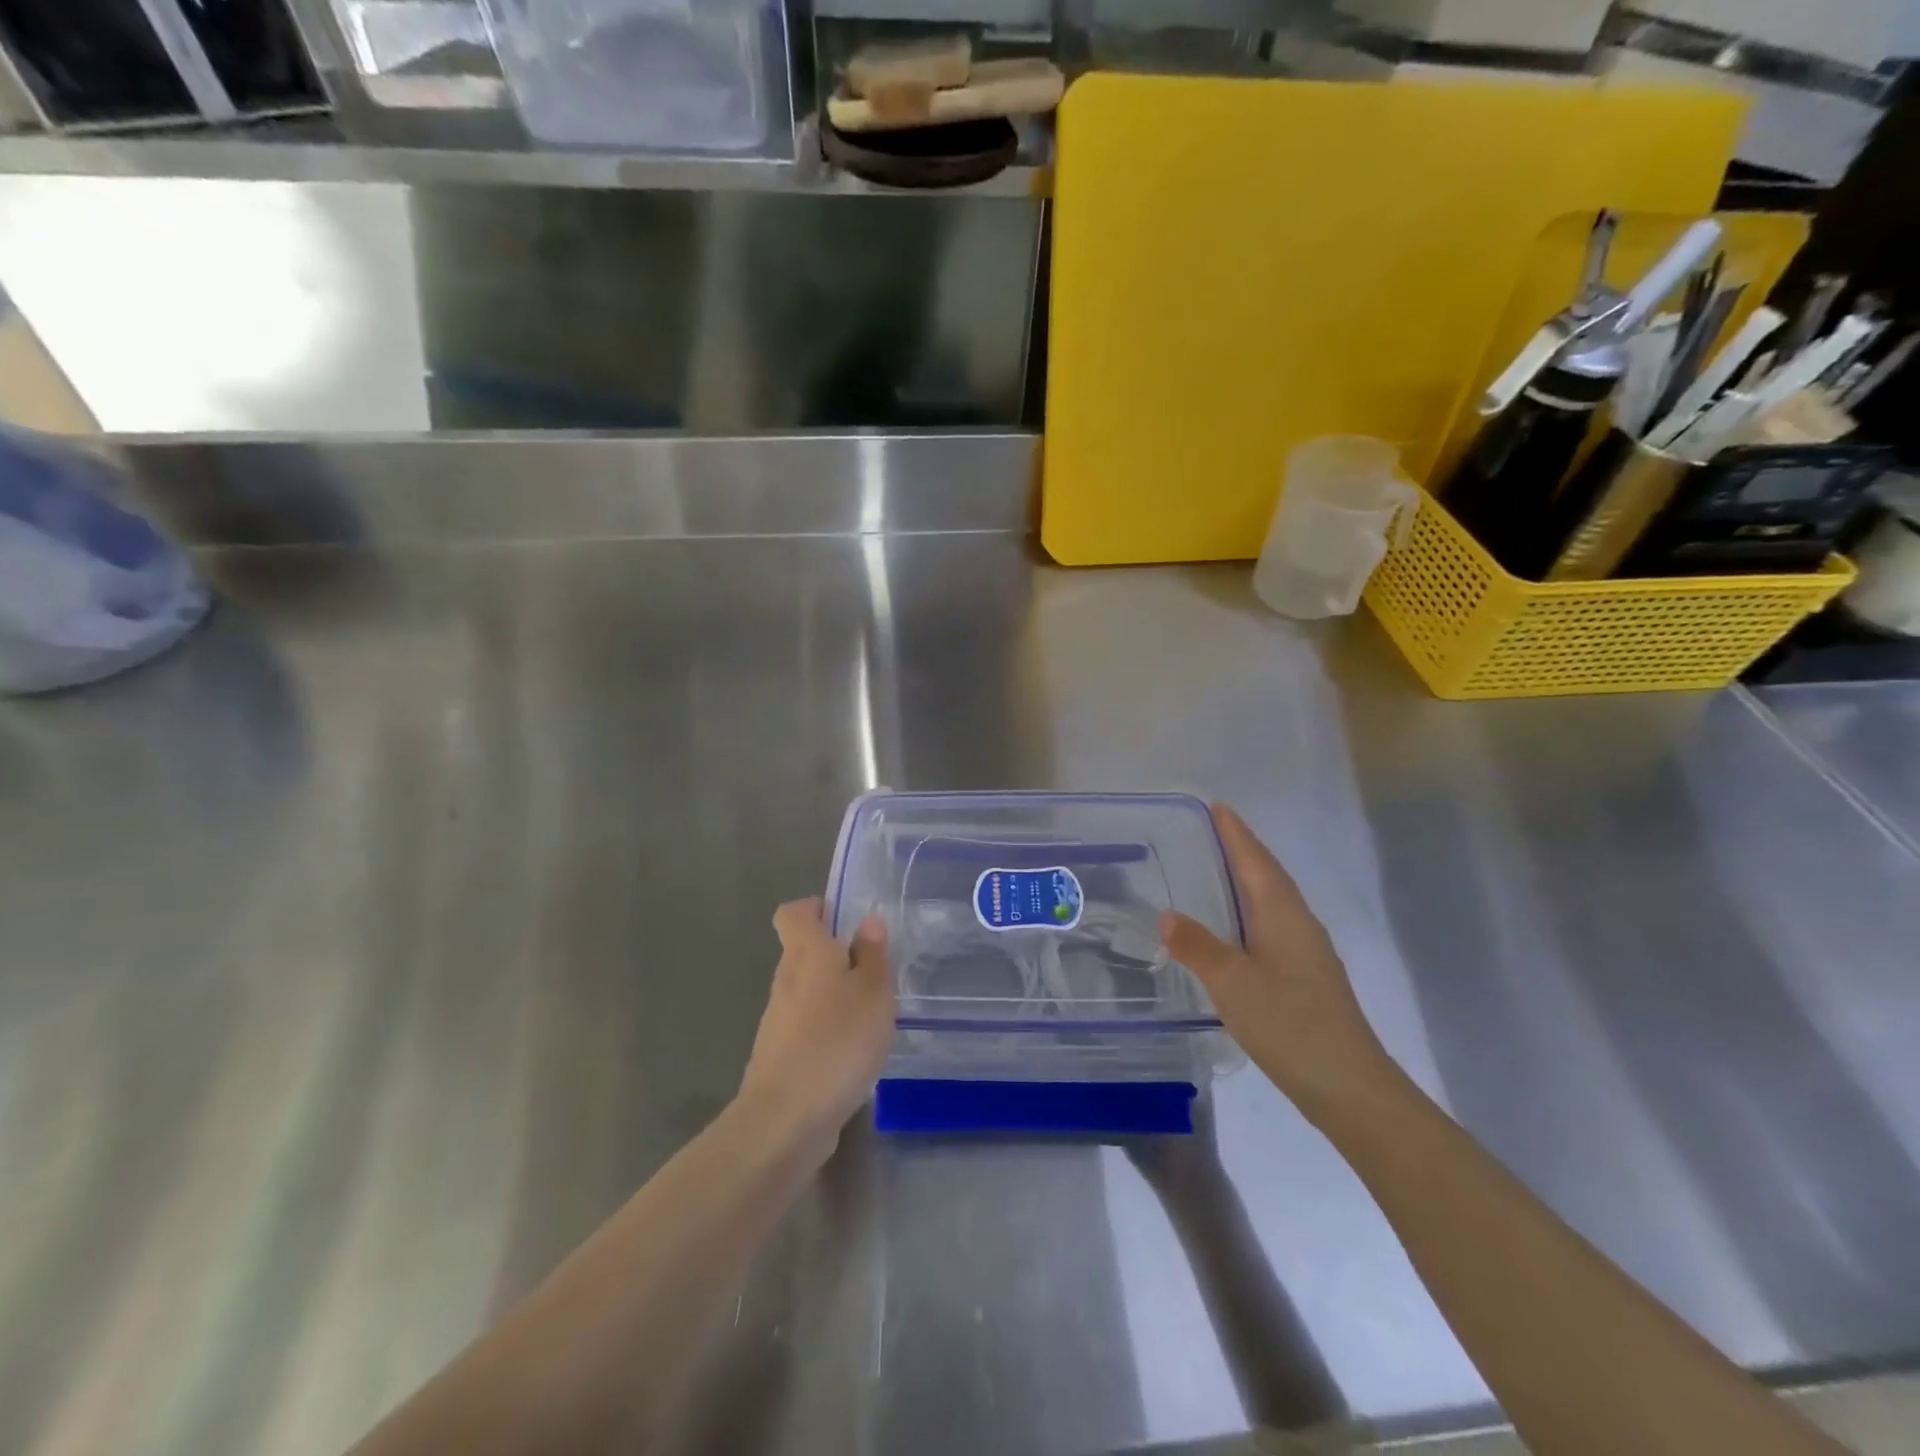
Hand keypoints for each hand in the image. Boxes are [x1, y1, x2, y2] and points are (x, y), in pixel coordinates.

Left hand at [739, 898, 893, 1153]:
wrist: (786, 1118)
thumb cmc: (837, 1041)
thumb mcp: (873, 992)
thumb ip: (872, 955)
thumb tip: (866, 921)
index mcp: (806, 952)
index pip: (793, 913)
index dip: (815, 908)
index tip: (844, 918)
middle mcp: (786, 979)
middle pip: (802, 951)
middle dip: (835, 954)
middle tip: (875, 967)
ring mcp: (779, 1020)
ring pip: (807, 990)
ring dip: (834, 994)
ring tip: (872, 1011)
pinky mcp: (780, 1055)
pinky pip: (807, 1026)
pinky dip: (828, 1028)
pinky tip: (855, 1050)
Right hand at [1159, 803, 1394, 1123]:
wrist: (1350, 1086)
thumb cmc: (1289, 1024)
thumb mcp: (1232, 983)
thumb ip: (1197, 946)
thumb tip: (1167, 914)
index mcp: (1283, 915)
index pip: (1256, 861)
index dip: (1236, 834)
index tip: (1218, 806)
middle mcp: (1300, 924)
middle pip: (1269, 875)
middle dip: (1243, 850)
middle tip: (1213, 831)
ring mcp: (1308, 952)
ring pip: (1274, 902)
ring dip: (1249, 880)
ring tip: (1220, 871)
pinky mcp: (1308, 978)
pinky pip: (1275, 926)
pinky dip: (1253, 912)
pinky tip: (1238, 929)